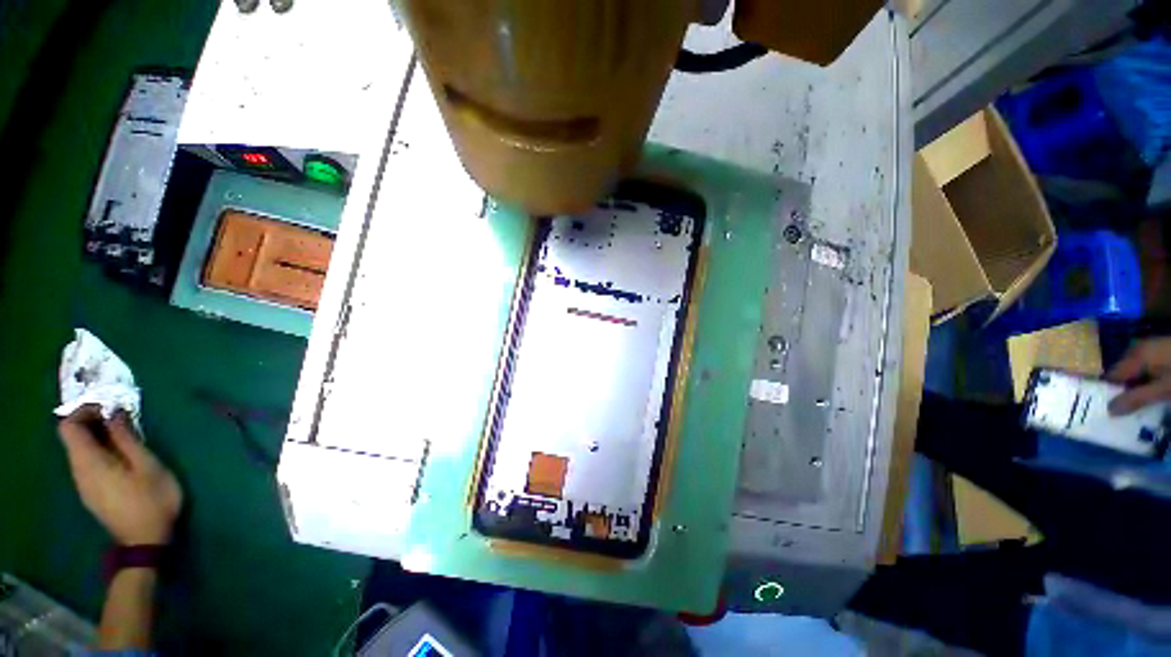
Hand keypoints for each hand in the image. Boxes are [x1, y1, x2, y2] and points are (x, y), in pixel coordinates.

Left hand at [58, 407, 183, 545]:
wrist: (145, 541)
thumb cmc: (150, 500)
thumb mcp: (147, 466)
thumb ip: (127, 439)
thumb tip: (114, 413)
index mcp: (88, 462)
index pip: (69, 426)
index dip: (84, 411)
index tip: (109, 407)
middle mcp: (78, 470)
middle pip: (73, 437)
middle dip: (94, 422)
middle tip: (123, 418)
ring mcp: (84, 483)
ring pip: (81, 450)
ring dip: (99, 437)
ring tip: (127, 436)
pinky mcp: (92, 491)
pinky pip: (88, 463)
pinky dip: (101, 451)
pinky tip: (123, 457)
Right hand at [1107, 337, 1170, 415]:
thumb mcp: (1163, 390)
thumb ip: (1136, 399)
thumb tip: (1109, 410)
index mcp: (1134, 356)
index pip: (1112, 376)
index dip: (1109, 392)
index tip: (1110, 409)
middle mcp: (1138, 349)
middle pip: (1124, 373)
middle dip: (1125, 390)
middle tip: (1130, 409)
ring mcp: (1151, 348)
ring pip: (1136, 371)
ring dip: (1137, 387)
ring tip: (1145, 401)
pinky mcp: (1160, 351)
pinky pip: (1147, 368)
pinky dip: (1148, 381)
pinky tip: (1156, 389)